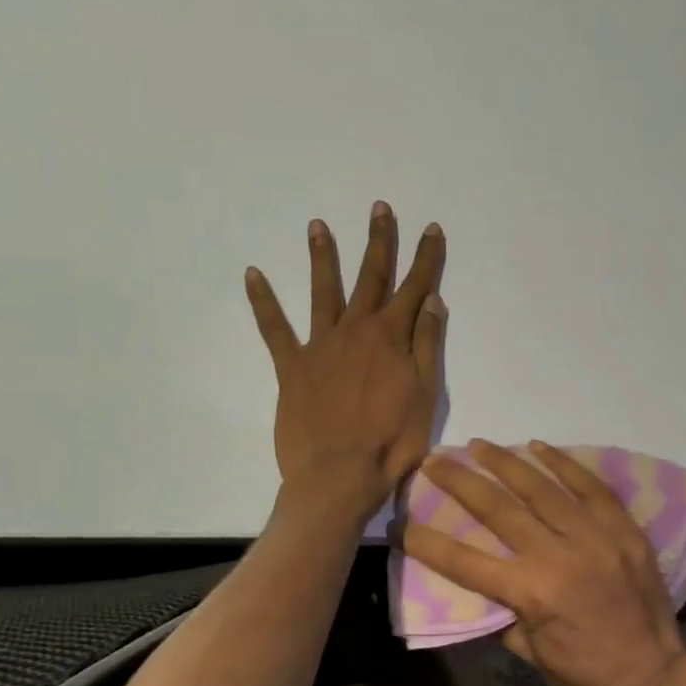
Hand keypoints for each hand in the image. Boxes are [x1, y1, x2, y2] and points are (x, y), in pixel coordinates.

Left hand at [247, 202, 446, 515]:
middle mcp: (356, 330)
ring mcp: (320, 345)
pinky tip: (252, 274)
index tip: (431, 228)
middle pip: (371, 278)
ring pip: (323, 291)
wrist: (339, 475)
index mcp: (392, 337)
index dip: (426, 258)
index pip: (415, 288)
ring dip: (323, 257)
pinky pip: (274, 329)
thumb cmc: (392, 441)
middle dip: (379, 242)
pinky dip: (263, 301)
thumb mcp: (425, 394)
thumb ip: (428, 345)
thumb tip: (432, 302)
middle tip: (379, 209)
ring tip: (317, 226)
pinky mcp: (292, 367)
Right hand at [399, 438, 685, 685]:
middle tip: (435, 461)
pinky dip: (564, 464)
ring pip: (543, 488)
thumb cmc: (585, 672)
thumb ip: (505, 606)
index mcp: (533, 592)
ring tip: (479, 445)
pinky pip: (590, 487)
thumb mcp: (530, 649)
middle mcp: (560, 556)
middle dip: (461, 482)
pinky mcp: (623, 528)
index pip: (466, 561)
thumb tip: (487, 573)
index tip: (403, 523)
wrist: (653, 674)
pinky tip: (539, 446)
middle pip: (500, 509)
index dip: (429, 542)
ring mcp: (596, 536)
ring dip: (506, 463)